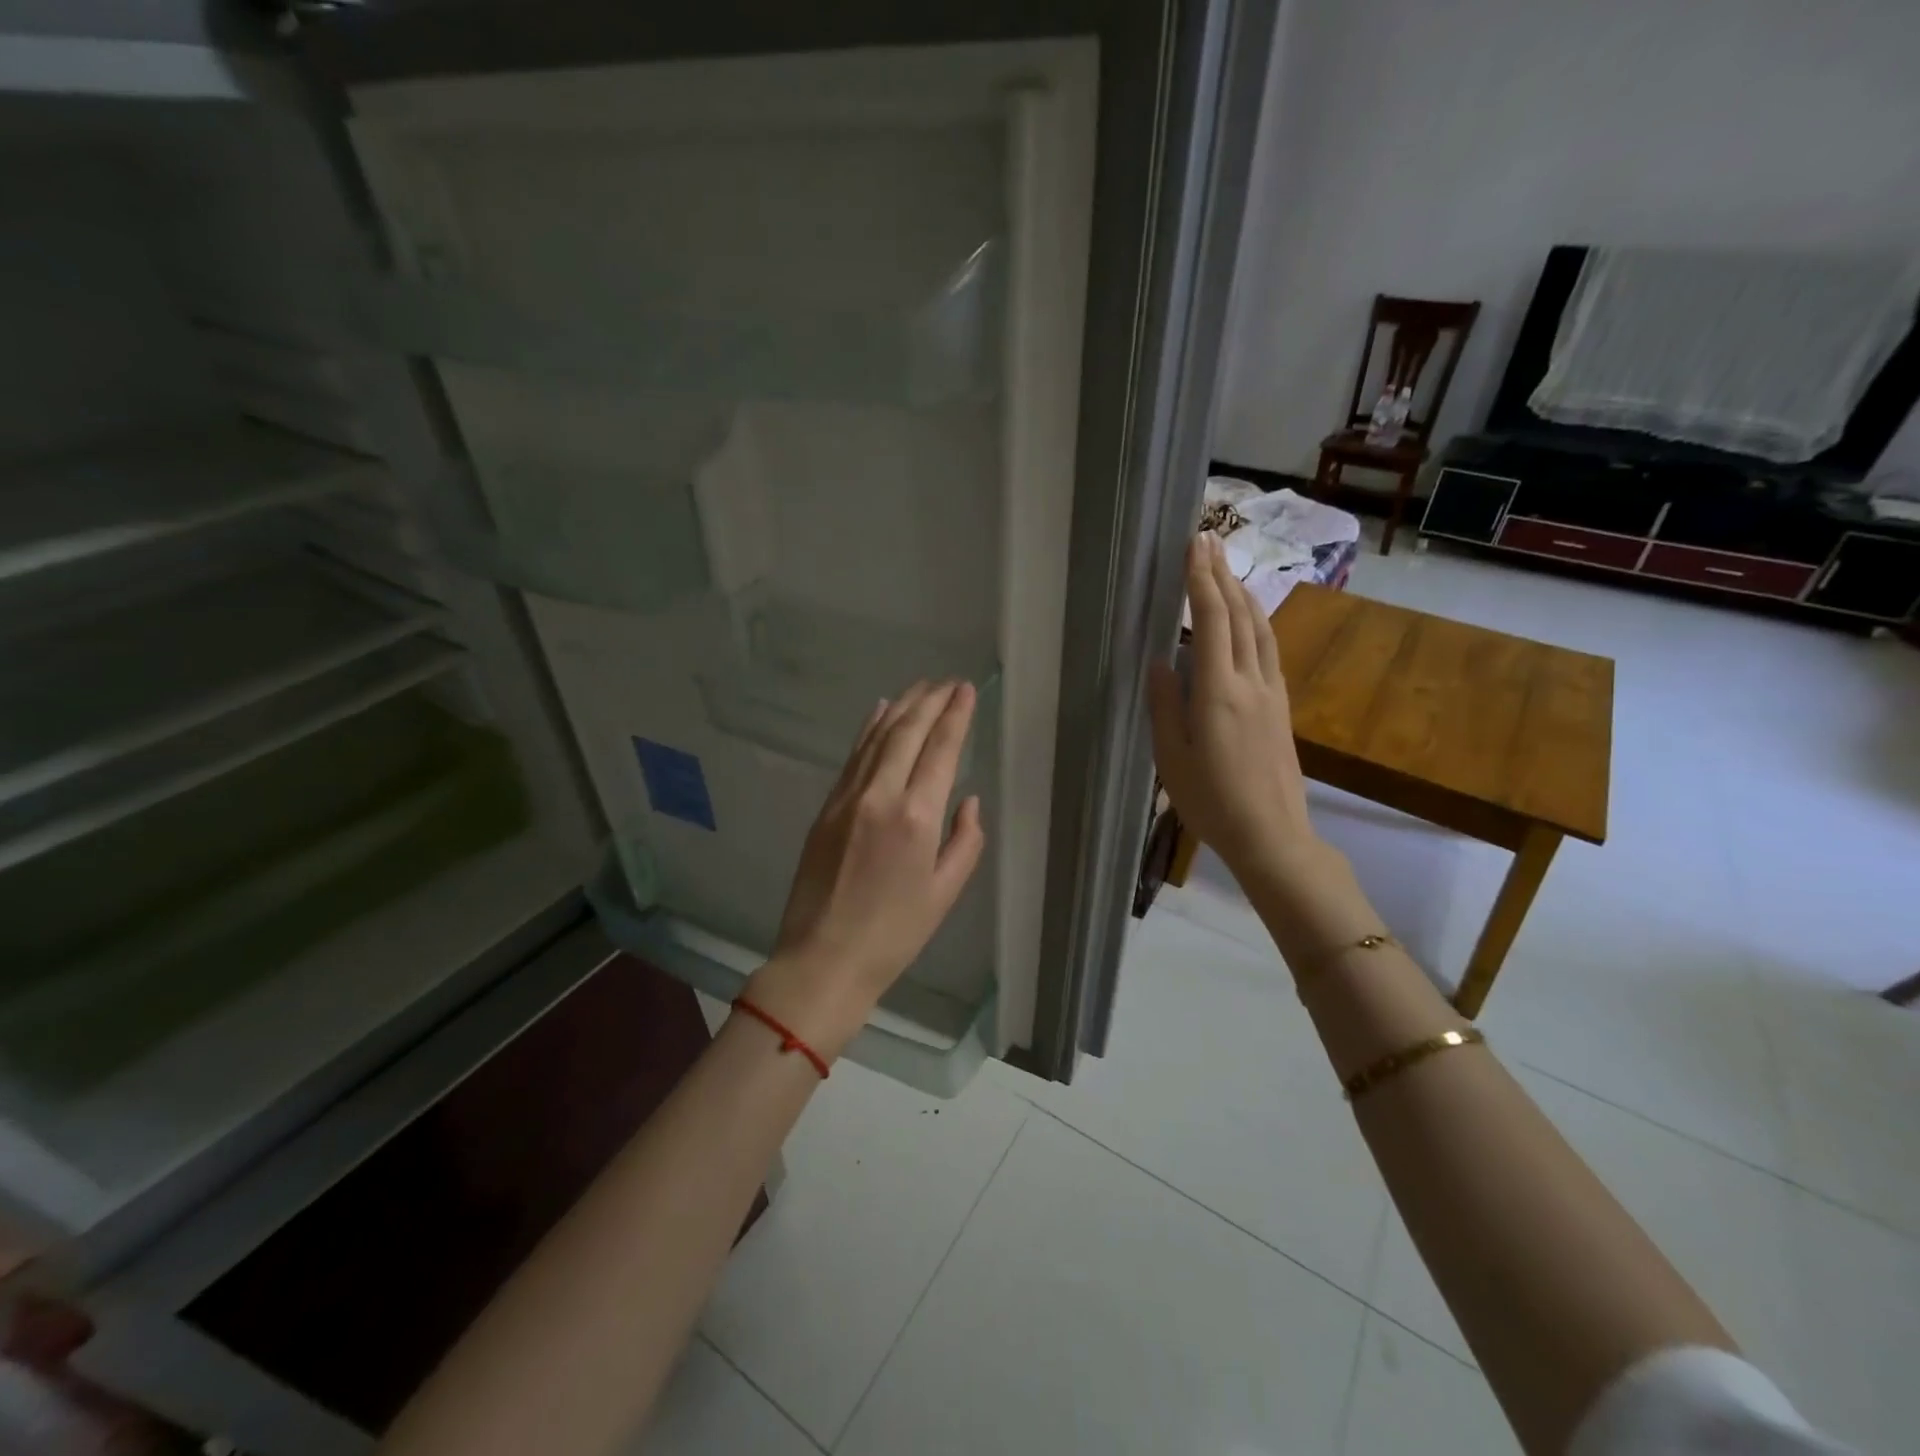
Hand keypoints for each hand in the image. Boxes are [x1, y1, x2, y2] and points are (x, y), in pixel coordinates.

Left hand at [744, 680, 986, 1059]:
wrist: (823, 958)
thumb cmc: (894, 934)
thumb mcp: (945, 893)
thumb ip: (965, 841)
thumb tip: (967, 800)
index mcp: (917, 818)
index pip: (941, 750)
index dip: (955, 715)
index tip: (965, 690)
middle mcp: (881, 796)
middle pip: (907, 732)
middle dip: (930, 701)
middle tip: (947, 681)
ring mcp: (848, 798)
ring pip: (877, 737)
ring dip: (901, 707)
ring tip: (920, 687)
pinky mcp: (826, 807)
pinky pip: (853, 756)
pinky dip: (869, 729)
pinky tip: (880, 711)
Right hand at [1148, 535, 1318, 889]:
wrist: (1272, 836)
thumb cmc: (1211, 802)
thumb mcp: (1172, 758)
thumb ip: (1166, 705)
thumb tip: (1159, 661)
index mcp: (1218, 692)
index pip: (1212, 622)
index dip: (1202, 581)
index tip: (1194, 546)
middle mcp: (1251, 682)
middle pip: (1240, 616)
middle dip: (1222, 575)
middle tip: (1208, 541)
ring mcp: (1272, 694)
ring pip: (1261, 630)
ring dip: (1244, 595)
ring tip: (1227, 571)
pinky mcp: (1282, 708)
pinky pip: (1269, 651)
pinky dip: (1257, 623)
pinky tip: (1250, 622)